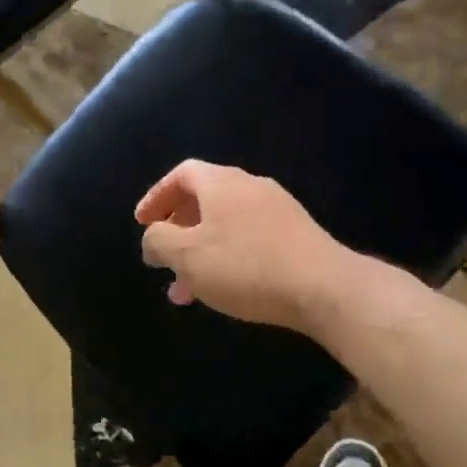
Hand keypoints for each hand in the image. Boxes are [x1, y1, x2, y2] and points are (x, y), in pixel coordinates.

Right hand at [135, 161, 351, 331]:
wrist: (324, 287)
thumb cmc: (246, 266)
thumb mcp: (187, 255)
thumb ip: (159, 241)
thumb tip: (153, 238)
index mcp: (222, 182)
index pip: (181, 174)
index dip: (156, 197)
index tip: (142, 224)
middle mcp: (250, 186)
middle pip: (204, 200)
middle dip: (178, 232)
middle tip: (163, 262)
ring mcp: (278, 209)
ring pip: (226, 225)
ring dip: (201, 253)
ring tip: (187, 292)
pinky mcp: (296, 234)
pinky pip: (249, 239)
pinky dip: (228, 258)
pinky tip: (225, 290)